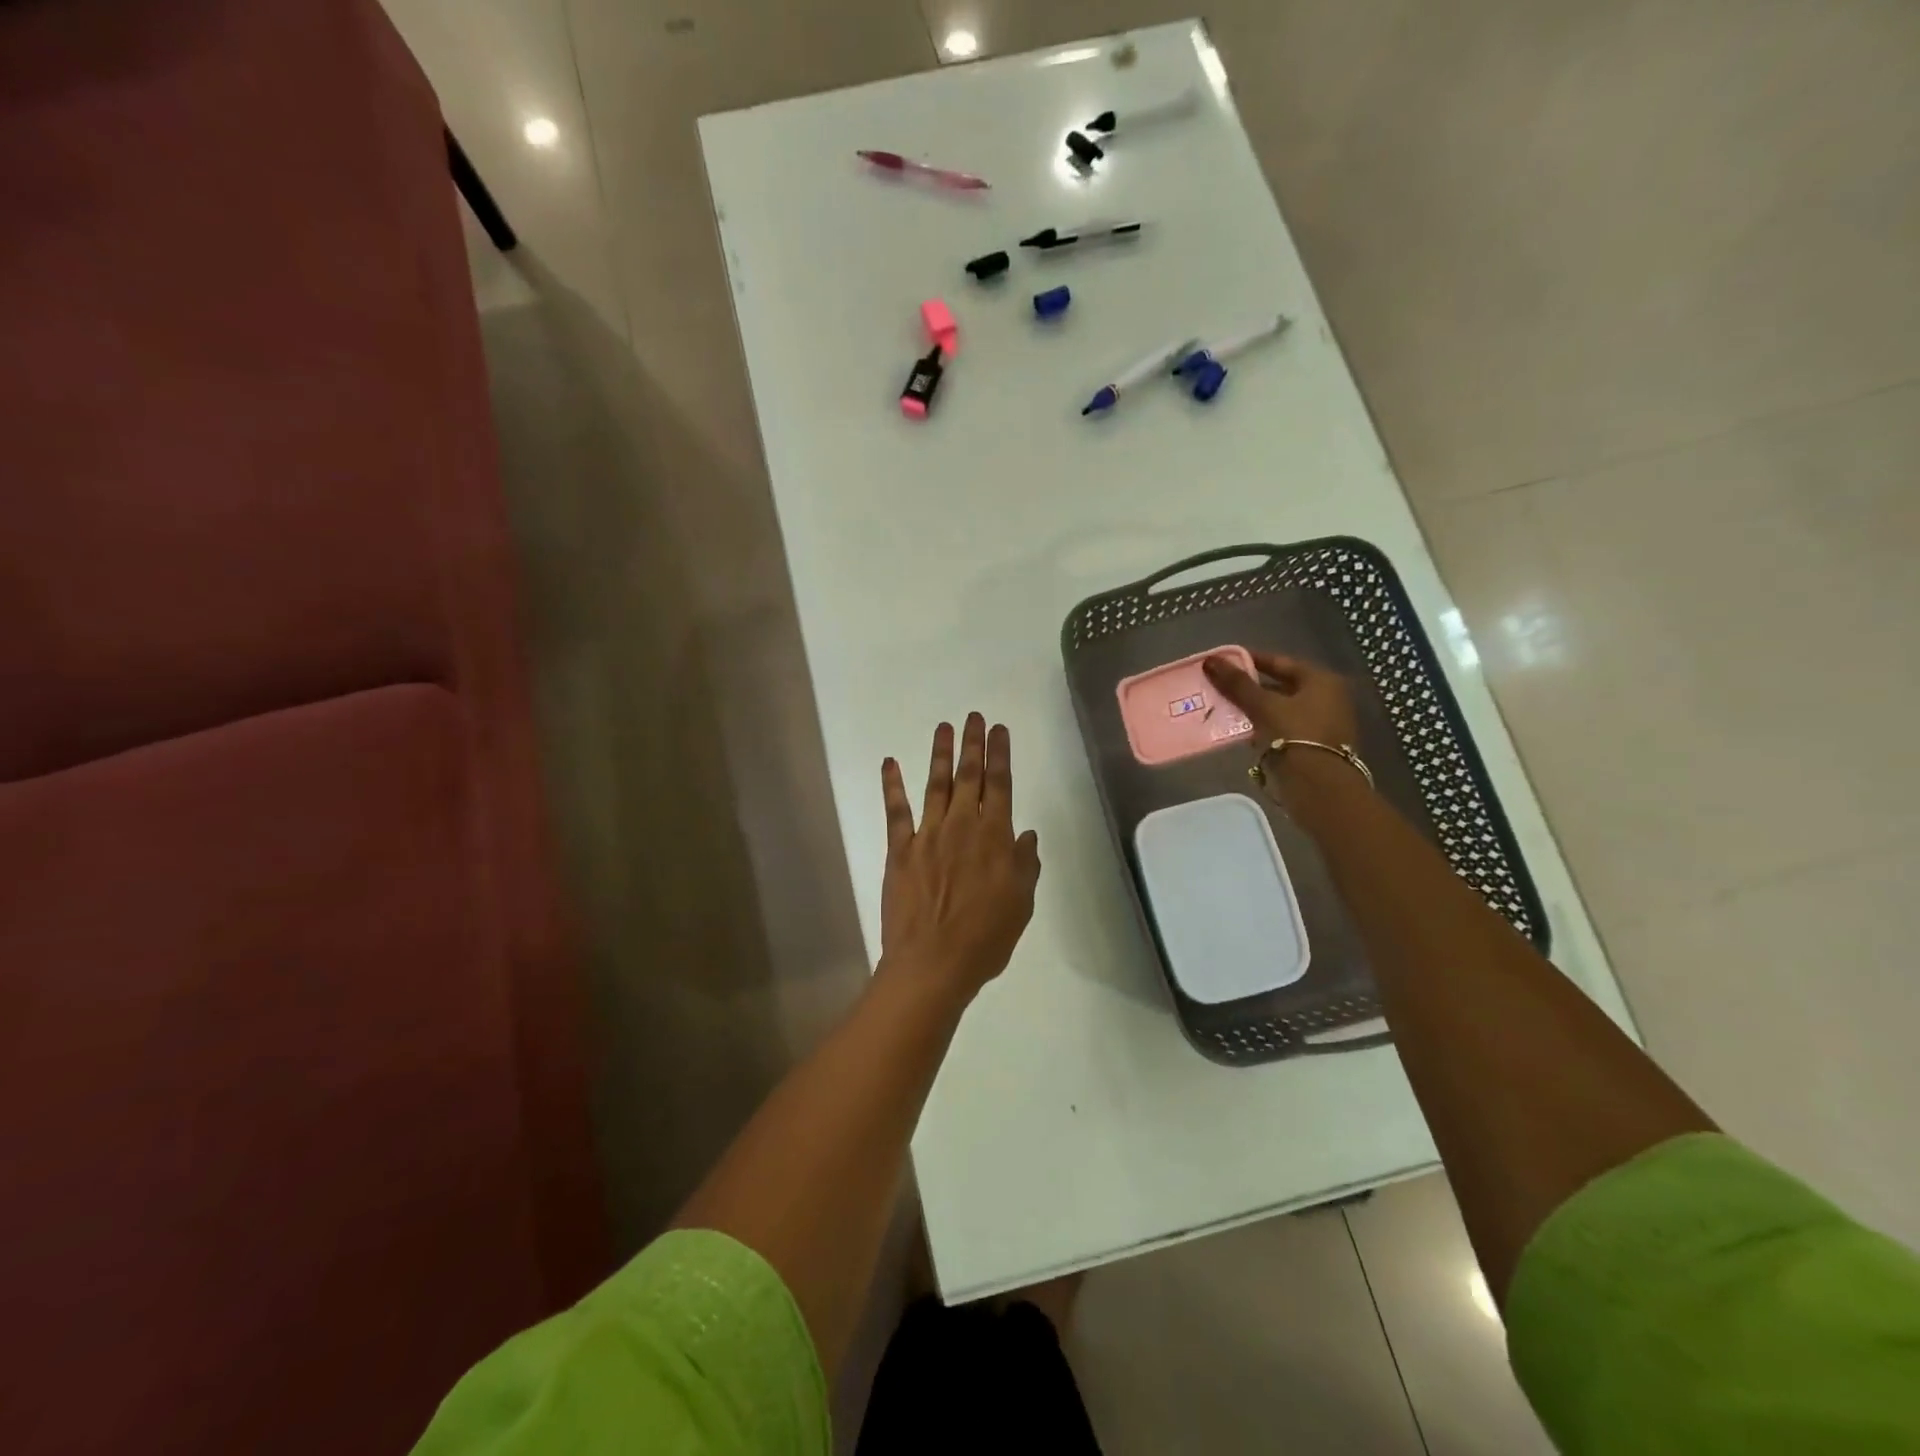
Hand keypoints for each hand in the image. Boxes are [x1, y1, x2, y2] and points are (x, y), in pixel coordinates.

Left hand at [878, 713, 1041, 999]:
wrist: (933, 963)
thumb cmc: (985, 938)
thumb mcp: (1021, 904)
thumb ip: (1025, 865)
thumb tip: (1026, 835)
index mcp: (994, 837)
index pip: (1000, 785)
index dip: (1000, 755)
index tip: (1000, 730)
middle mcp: (961, 826)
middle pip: (969, 776)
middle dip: (973, 744)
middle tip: (974, 717)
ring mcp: (927, 835)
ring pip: (936, 785)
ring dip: (940, 754)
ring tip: (943, 727)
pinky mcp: (899, 849)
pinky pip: (896, 811)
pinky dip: (892, 785)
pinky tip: (890, 763)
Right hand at [1203, 650, 1359, 747]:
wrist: (1319, 788)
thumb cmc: (1295, 737)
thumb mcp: (1264, 706)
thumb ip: (1237, 684)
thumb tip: (1209, 661)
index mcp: (1321, 681)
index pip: (1280, 662)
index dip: (1250, 660)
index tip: (1223, 662)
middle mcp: (1327, 698)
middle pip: (1280, 686)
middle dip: (1249, 687)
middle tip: (1219, 686)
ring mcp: (1321, 724)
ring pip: (1279, 709)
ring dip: (1254, 709)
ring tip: (1222, 709)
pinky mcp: (1312, 747)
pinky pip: (1282, 729)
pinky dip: (1262, 727)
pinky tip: (1240, 732)